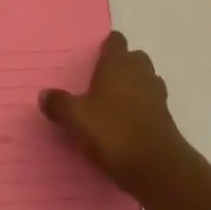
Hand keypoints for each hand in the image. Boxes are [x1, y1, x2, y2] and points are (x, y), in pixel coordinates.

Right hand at [40, 32, 198, 209]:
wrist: (158, 168)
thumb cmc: (114, 133)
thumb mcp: (77, 119)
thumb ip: (59, 104)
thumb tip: (44, 95)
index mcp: (118, 63)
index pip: (115, 41)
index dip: (106, 48)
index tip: (94, 60)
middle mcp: (140, 71)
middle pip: (133, 58)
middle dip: (121, 67)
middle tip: (102, 85)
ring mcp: (157, 94)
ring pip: (145, 80)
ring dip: (134, 88)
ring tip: (115, 106)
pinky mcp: (166, 118)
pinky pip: (152, 104)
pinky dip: (143, 110)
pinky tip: (129, 127)